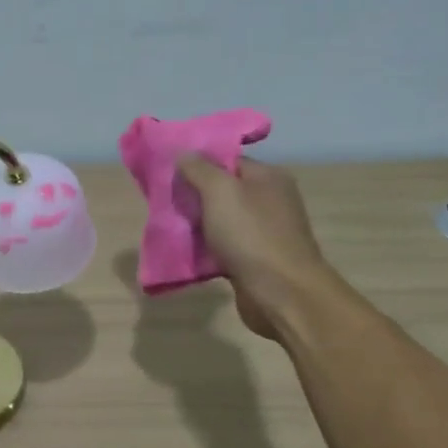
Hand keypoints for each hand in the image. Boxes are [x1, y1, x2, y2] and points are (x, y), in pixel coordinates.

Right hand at [176, 156, 337, 340]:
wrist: (281, 293)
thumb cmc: (251, 235)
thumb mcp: (220, 192)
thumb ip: (199, 169)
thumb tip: (184, 154)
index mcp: (268, 178)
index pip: (229, 161)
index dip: (199, 165)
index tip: (170, 173)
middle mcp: (270, 201)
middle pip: (224, 192)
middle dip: (195, 197)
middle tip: (166, 202)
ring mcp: (264, 233)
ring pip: (222, 222)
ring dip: (198, 226)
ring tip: (169, 227)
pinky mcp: (256, 261)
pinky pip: (224, 248)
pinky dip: (206, 250)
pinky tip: (185, 253)